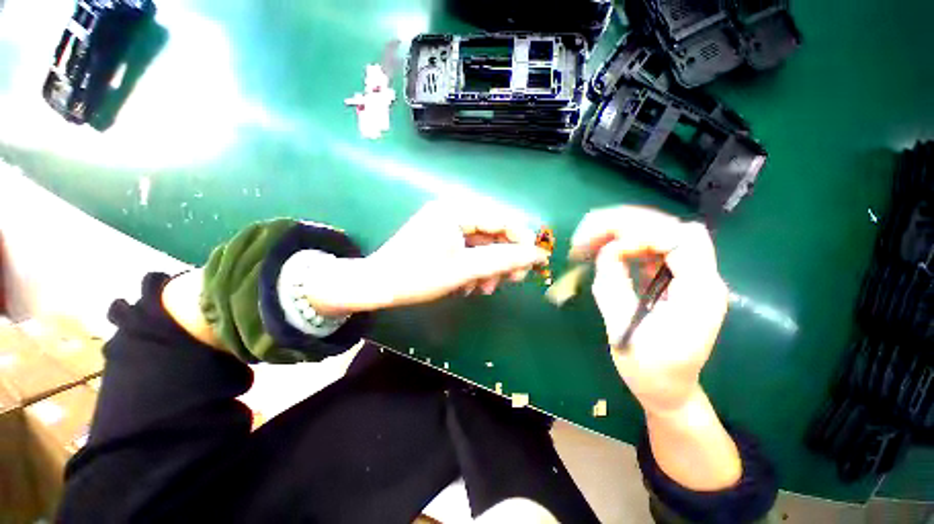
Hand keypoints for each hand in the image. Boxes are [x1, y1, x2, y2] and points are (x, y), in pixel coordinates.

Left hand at [307, 200, 549, 314]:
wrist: (377, 285)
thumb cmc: (418, 276)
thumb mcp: (464, 269)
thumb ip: (503, 260)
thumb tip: (538, 255)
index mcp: (457, 209)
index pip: (503, 219)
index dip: (523, 241)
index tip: (535, 264)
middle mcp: (454, 210)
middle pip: (494, 232)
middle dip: (504, 259)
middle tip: (510, 283)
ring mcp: (448, 223)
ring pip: (483, 244)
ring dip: (489, 267)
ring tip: (485, 289)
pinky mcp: (444, 236)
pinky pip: (469, 249)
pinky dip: (475, 267)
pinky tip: (471, 285)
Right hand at [569, 206, 728, 414]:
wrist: (668, 391)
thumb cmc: (649, 370)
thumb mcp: (624, 329)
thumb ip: (614, 286)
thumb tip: (604, 251)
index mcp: (699, 292)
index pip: (682, 238)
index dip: (643, 235)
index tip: (607, 250)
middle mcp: (698, 277)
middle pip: (668, 228)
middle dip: (624, 224)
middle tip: (585, 233)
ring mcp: (685, 277)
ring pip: (657, 233)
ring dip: (620, 230)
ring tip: (586, 238)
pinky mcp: (670, 280)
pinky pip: (648, 250)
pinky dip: (623, 243)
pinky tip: (601, 249)